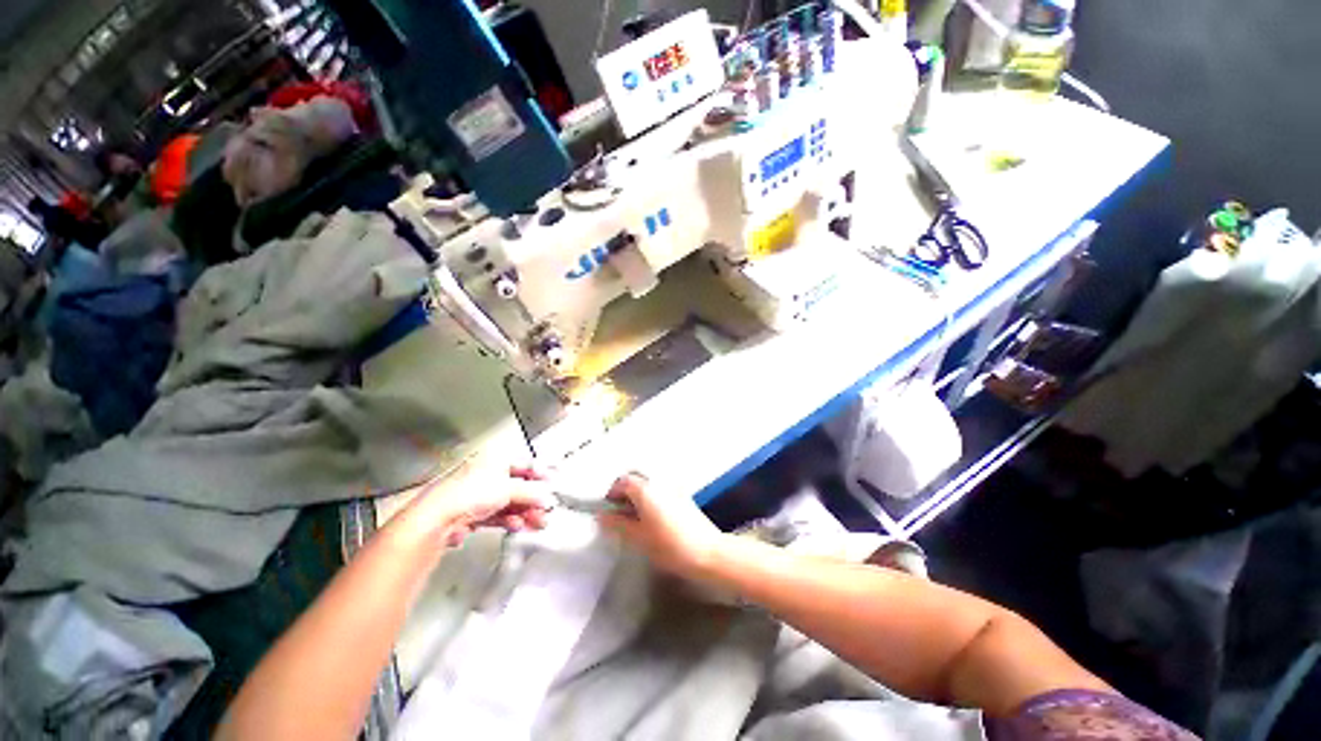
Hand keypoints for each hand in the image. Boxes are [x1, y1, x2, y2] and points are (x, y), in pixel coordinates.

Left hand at [403, 464, 555, 547]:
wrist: (435, 520)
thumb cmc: (469, 493)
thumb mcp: (509, 488)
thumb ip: (531, 492)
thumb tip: (547, 497)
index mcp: (494, 459)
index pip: (524, 464)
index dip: (540, 474)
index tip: (553, 483)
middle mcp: (485, 473)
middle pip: (516, 486)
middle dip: (533, 499)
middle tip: (546, 510)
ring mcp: (476, 494)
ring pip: (507, 502)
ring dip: (524, 512)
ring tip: (537, 522)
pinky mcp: (469, 513)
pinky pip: (495, 515)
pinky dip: (508, 520)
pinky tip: (518, 526)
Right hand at [597, 474, 724, 577]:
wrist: (706, 552)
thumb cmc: (669, 545)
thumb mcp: (638, 537)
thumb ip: (618, 524)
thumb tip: (602, 516)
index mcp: (645, 488)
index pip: (622, 481)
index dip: (612, 494)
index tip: (609, 511)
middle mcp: (659, 481)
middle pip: (636, 477)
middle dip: (625, 490)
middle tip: (621, 512)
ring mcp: (673, 486)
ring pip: (649, 482)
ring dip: (638, 493)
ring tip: (636, 517)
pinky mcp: (683, 494)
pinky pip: (660, 488)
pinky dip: (651, 496)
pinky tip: (652, 516)